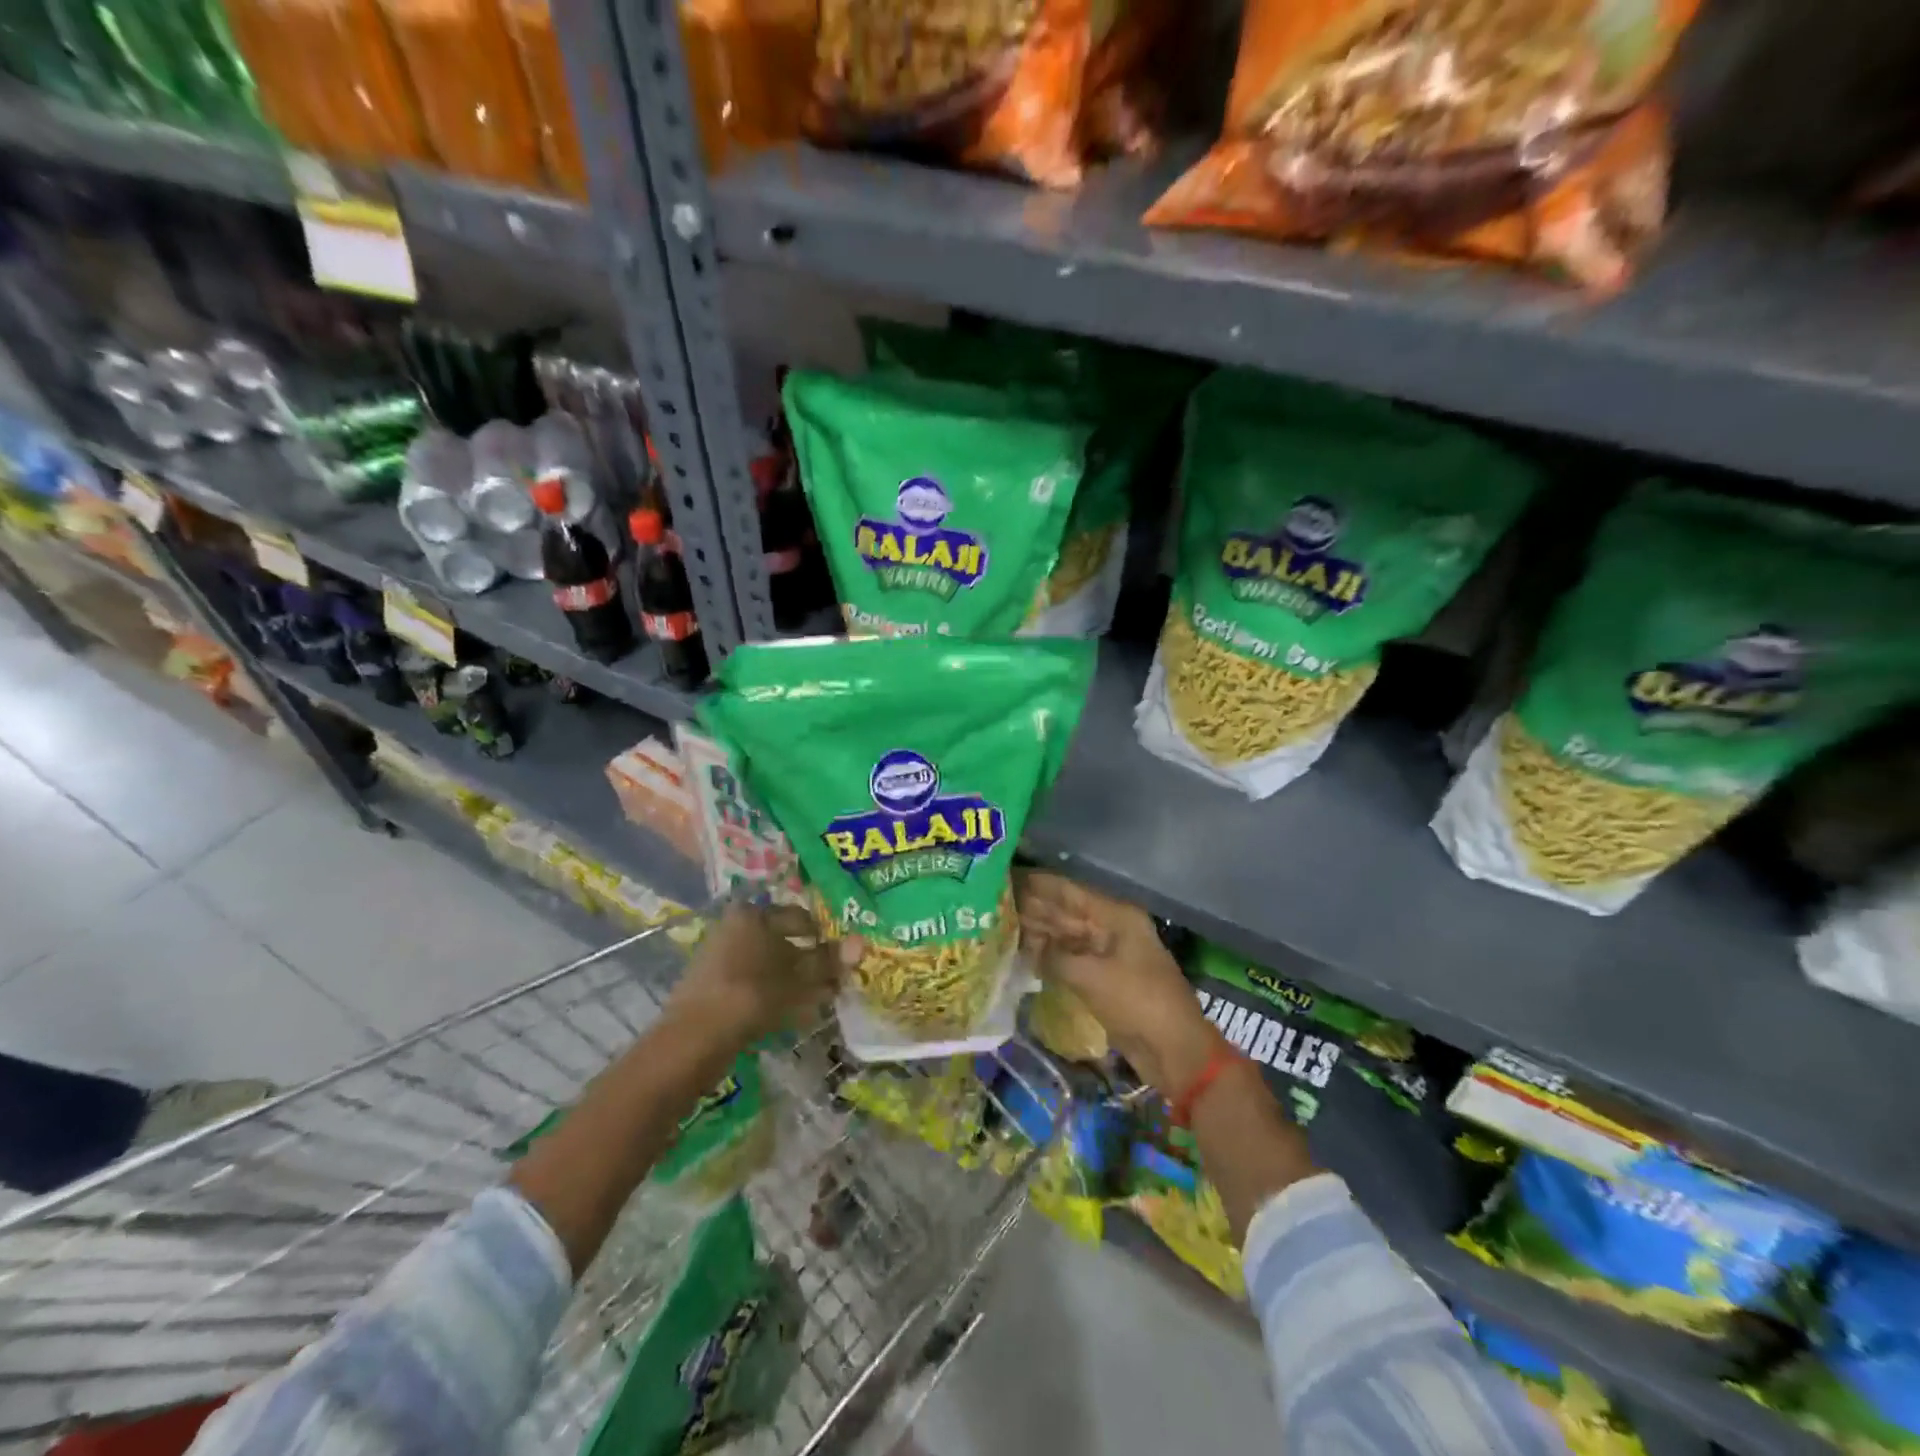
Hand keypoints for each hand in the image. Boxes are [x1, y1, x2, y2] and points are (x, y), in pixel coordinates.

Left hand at [665, 902, 859, 1051]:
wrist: (693, 1040)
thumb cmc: (751, 995)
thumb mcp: (797, 978)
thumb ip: (828, 961)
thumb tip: (861, 942)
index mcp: (753, 914)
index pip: (799, 917)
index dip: (824, 936)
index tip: (842, 957)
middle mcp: (734, 927)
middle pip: (783, 940)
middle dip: (809, 961)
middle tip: (834, 981)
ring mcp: (720, 956)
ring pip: (769, 964)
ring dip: (794, 980)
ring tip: (818, 1001)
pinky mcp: (713, 985)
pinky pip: (753, 982)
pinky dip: (774, 993)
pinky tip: (792, 1014)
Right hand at [1015, 871, 1223, 1093]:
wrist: (1173, 1049)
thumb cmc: (1137, 1002)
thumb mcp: (1090, 976)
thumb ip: (1054, 955)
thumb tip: (1027, 946)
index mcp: (1115, 916)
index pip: (1068, 891)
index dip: (1037, 884)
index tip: (1006, 876)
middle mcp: (1111, 927)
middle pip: (1065, 911)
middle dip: (1032, 906)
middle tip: (995, 901)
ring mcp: (1107, 952)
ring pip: (1065, 935)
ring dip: (1037, 931)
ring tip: (1001, 923)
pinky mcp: (1103, 976)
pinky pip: (1069, 957)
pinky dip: (1048, 955)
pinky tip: (1022, 953)